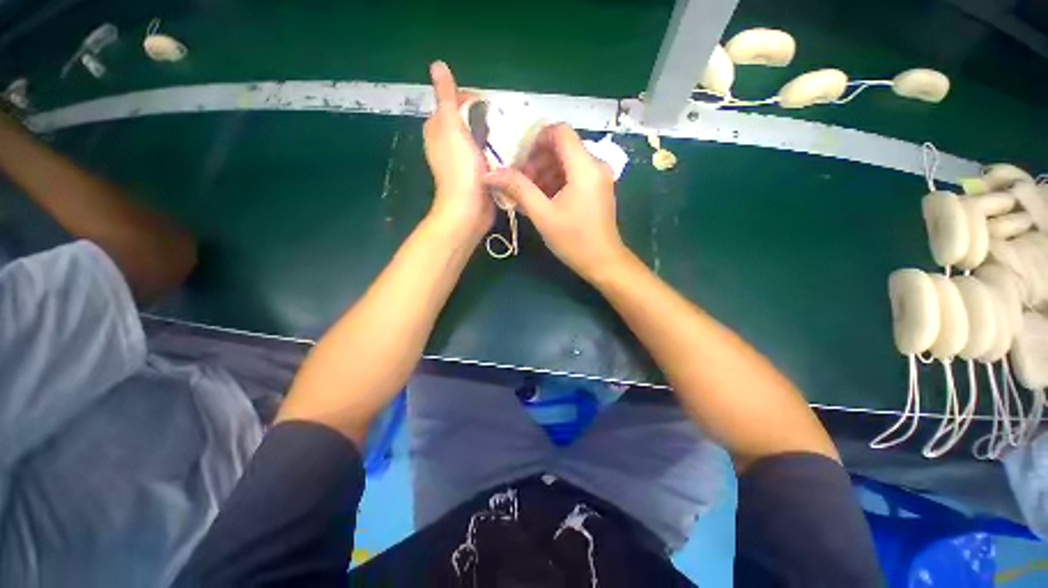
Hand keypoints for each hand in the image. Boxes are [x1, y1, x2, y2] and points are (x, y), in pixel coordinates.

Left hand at [423, 61, 493, 240]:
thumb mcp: (451, 126)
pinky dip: (496, 155)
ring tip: (512, 137)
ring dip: (494, 138)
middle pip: (469, 122)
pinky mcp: (476, 176)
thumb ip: (446, 97)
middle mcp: (448, 144)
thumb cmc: (460, 169)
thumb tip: (437, 65)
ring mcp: (463, 162)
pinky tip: (509, 155)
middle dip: (487, 119)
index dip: (472, 99)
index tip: (492, 104)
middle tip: (506, 122)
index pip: (455, 103)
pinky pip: (487, 158)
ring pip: (480, 141)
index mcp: (438, 129)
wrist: (469, 210)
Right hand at [484, 124, 630, 280]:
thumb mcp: (543, 215)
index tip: (517, 159)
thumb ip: (518, 189)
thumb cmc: (574, 240)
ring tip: (526, 193)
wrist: (603, 262)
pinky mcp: (597, 188)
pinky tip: (541, 199)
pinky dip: (555, 181)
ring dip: (544, 172)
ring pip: (566, 161)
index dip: (535, 139)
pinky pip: (573, 174)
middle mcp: (595, 164)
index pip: (559, 131)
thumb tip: (490, 173)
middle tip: (518, 181)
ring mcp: (598, 176)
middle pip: (561, 146)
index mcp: (585, 166)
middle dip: (536, 160)